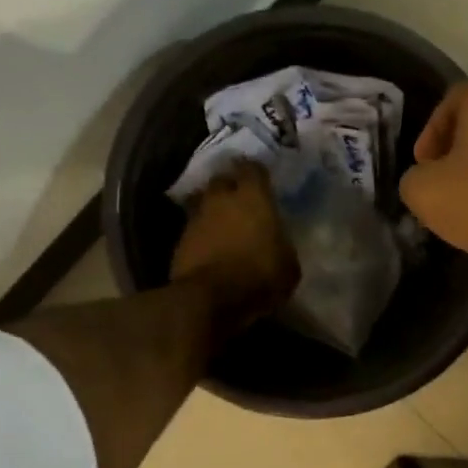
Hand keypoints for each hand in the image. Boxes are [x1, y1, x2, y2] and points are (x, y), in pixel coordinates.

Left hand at [171, 161, 299, 335]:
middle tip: (239, 198)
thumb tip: (277, 245)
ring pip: (203, 203)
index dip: (255, 172)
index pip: (252, 169)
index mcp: (253, 197)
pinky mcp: (179, 242)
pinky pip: (192, 229)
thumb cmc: (259, 276)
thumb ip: (281, 246)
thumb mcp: (288, 266)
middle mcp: (222, 199)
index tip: (260, 177)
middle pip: (221, 180)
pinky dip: (201, 234)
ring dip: (212, 210)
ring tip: (222, 223)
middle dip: (229, 186)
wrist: (209, 299)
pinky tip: (209, 247)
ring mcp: (196, 219)